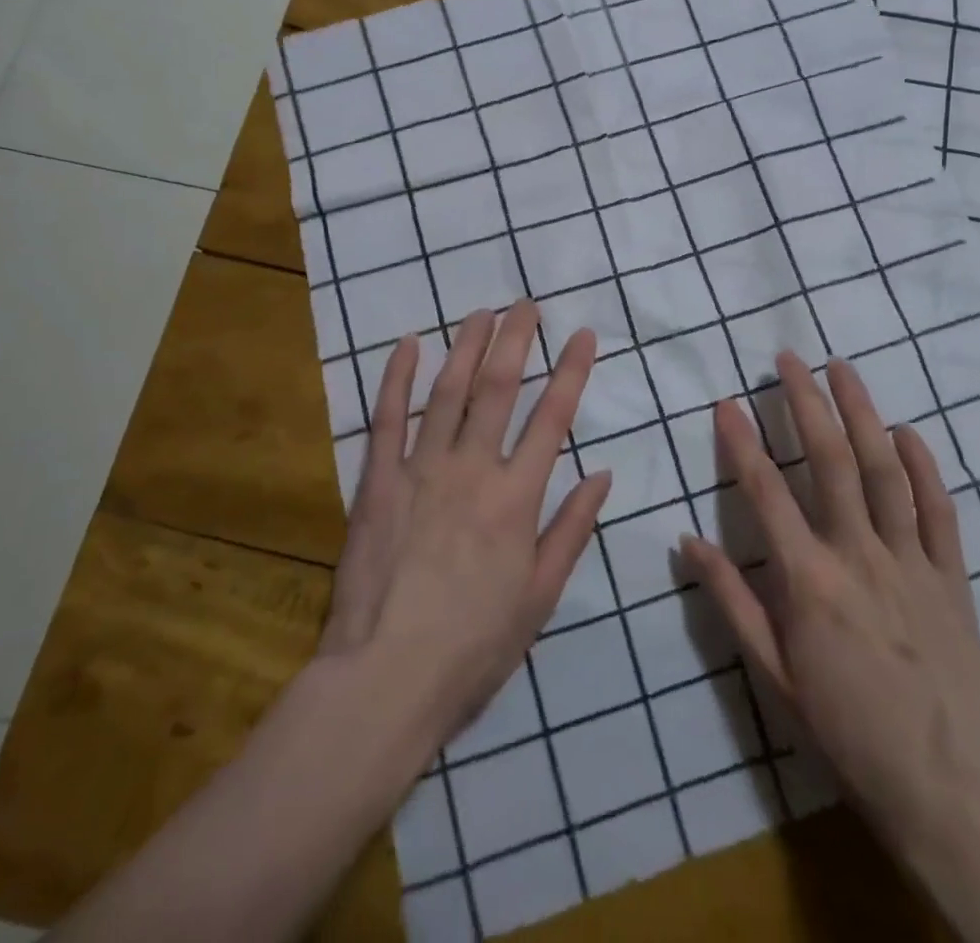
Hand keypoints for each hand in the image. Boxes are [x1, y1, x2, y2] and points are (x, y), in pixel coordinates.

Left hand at [317, 301, 611, 755]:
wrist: (386, 677)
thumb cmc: (474, 645)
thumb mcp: (540, 596)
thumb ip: (571, 530)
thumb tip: (602, 475)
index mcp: (516, 498)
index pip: (553, 418)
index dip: (572, 372)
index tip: (583, 334)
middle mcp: (472, 469)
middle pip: (499, 389)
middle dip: (517, 340)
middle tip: (527, 303)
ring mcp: (421, 470)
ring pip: (449, 392)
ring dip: (468, 347)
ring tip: (482, 312)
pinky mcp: (377, 481)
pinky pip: (388, 419)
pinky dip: (398, 378)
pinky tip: (409, 344)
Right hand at [680, 351, 979, 858]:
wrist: (945, 784)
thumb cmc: (845, 728)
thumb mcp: (773, 673)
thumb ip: (731, 600)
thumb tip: (687, 541)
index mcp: (809, 580)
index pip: (765, 492)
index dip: (741, 441)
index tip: (726, 401)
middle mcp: (859, 554)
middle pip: (831, 461)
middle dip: (806, 402)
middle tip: (789, 358)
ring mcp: (911, 560)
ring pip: (885, 470)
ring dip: (862, 413)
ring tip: (843, 369)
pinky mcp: (951, 575)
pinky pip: (938, 509)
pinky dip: (923, 465)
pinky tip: (908, 432)